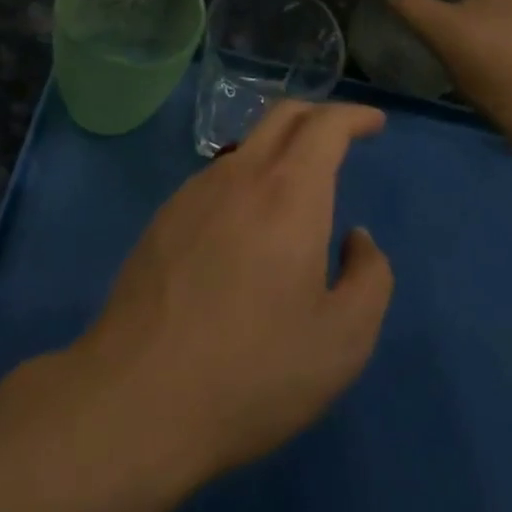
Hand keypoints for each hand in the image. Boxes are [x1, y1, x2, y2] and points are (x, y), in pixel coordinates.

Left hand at [74, 101, 393, 484]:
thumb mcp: (342, 340)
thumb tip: (357, 239)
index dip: (354, 116)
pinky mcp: (164, 218)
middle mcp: (239, 175)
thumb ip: (369, 278)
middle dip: (318, 115)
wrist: (138, 397)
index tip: (374, 123)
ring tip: (298, 186)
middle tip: (342, 135)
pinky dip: (247, 178)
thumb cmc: (253, 370)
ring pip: (246, 146)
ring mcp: (193, 192)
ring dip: (280, 148)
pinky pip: (217, 178)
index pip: (325, 125)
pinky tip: (248, 225)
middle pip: (282, 116)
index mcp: (288, 192)